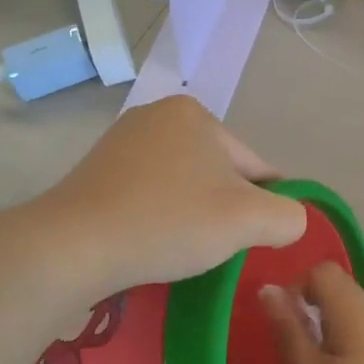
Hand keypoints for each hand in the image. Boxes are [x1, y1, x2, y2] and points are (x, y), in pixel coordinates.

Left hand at [33, 97, 307, 295]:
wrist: (73, 245)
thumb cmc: (168, 222)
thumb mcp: (248, 220)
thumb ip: (288, 216)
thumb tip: (290, 219)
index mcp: (195, 114)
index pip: (254, 166)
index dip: (264, 206)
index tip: (255, 241)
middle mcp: (157, 115)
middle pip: (218, 172)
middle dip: (224, 210)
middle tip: (215, 249)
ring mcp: (122, 142)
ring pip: (183, 184)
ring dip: (192, 215)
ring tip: (182, 249)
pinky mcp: (96, 171)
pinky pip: (149, 193)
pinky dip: (159, 216)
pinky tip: (152, 241)